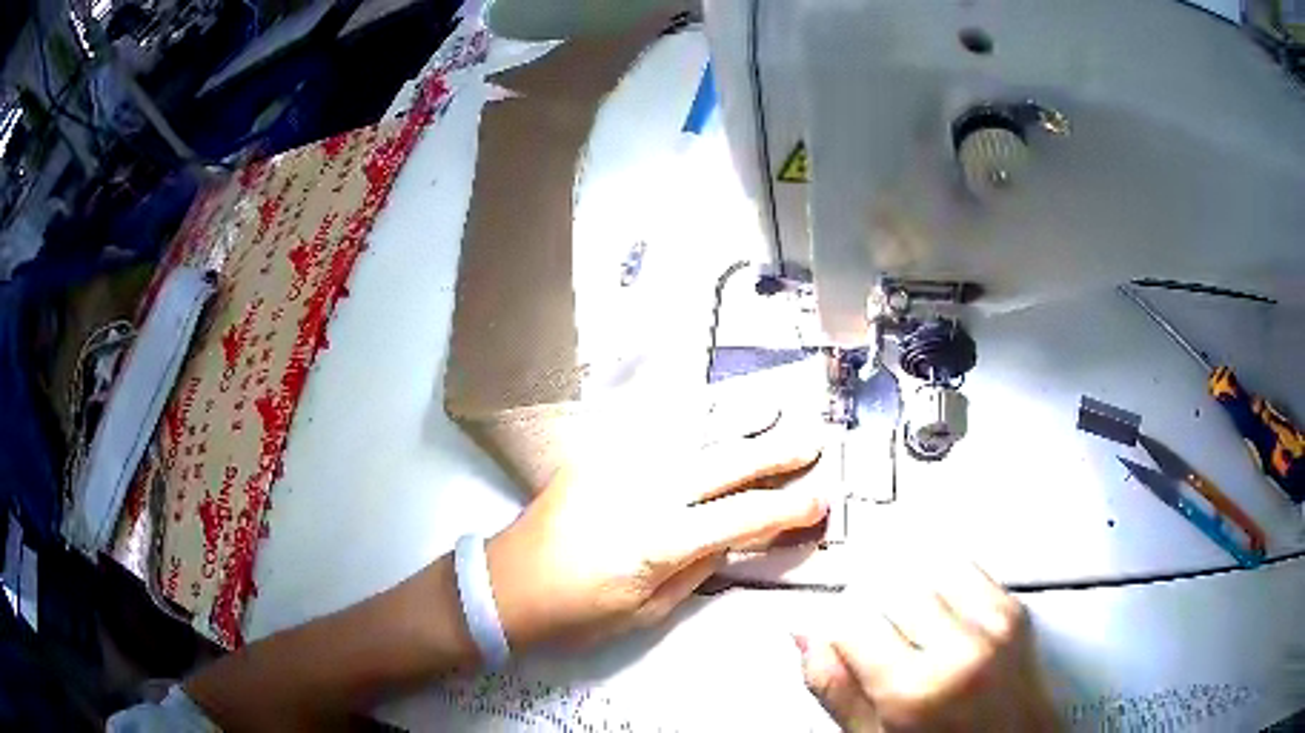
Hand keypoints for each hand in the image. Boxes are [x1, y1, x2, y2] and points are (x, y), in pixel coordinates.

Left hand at [486, 398, 826, 649]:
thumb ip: (695, 568)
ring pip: (689, 432)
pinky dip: (684, 412)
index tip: (819, 500)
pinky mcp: (595, 455)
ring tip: (773, 406)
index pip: (741, 517)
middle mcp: (643, 490)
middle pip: (724, 462)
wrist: (506, 585)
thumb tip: (728, 536)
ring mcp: (616, 464)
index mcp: (658, 540)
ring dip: (736, 418)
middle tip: (812, 441)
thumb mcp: (647, 610)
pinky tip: (706, 404)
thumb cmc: (577, 614)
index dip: (786, 509)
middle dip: (775, 452)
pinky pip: (647, 426)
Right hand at [797, 562, 1057, 731]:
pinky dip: (944, 585)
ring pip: (927, 570)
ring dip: (909, 593)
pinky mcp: (1016, 610)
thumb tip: (808, 641)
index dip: (832, 631)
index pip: (849, 621)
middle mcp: (960, 648)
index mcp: (916, 689)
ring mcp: (994, 624)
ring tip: (911, 633)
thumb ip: (837, 691)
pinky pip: (967, 571)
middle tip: (877, 648)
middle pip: (890, 587)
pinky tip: (941, 617)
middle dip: (872, 612)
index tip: (836, 643)